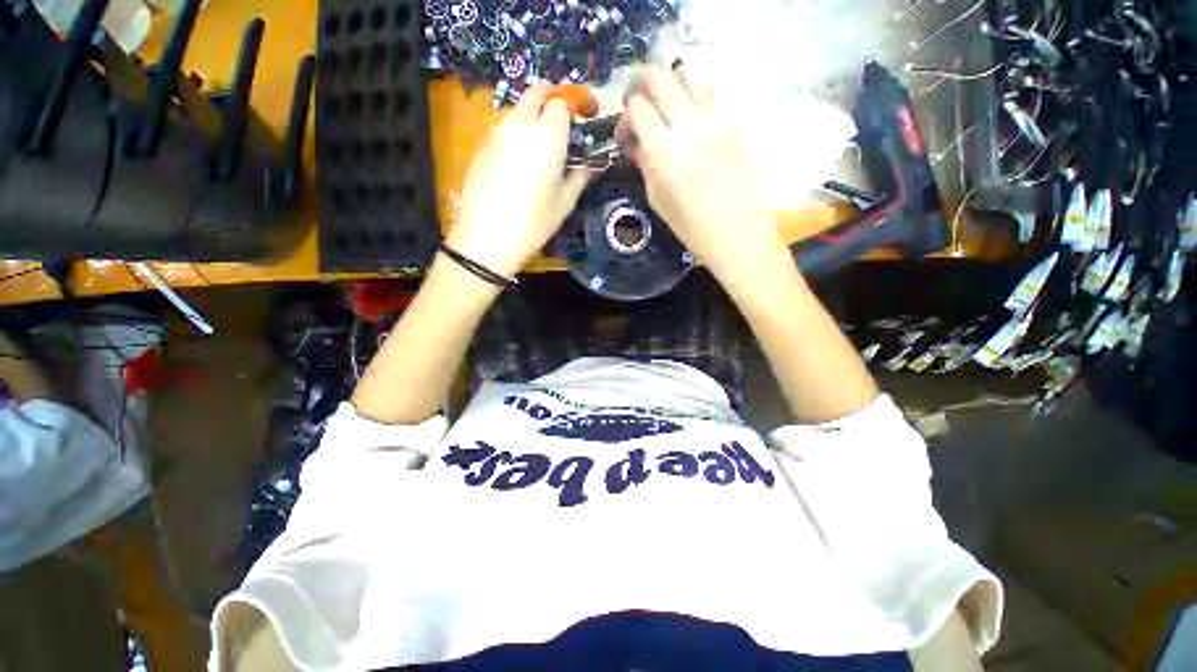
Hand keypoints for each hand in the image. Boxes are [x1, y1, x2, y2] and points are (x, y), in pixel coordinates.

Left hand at [446, 83, 590, 278]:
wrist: (487, 236)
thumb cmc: (534, 221)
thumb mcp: (565, 202)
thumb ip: (580, 176)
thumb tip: (588, 165)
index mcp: (548, 134)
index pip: (562, 101)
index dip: (576, 104)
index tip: (586, 116)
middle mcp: (521, 122)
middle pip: (536, 91)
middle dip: (552, 98)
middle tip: (563, 123)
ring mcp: (497, 131)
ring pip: (518, 108)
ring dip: (533, 115)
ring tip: (542, 146)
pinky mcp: (481, 144)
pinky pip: (504, 127)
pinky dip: (517, 132)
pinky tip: (520, 161)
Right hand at [617, 65, 787, 281]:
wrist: (737, 233)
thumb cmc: (691, 226)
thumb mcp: (658, 199)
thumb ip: (645, 164)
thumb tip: (637, 143)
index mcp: (663, 152)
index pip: (637, 108)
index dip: (625, 115)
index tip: (627, 132)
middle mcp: (687, 125)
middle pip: (659, 76)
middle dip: (641, 81)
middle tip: (638, 98)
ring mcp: (715, 119)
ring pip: (689, 71)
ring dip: (670, 79)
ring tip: (666, 100)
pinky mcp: (733, 121)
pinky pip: (711, 90)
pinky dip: (694, 91)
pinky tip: (691, 112)